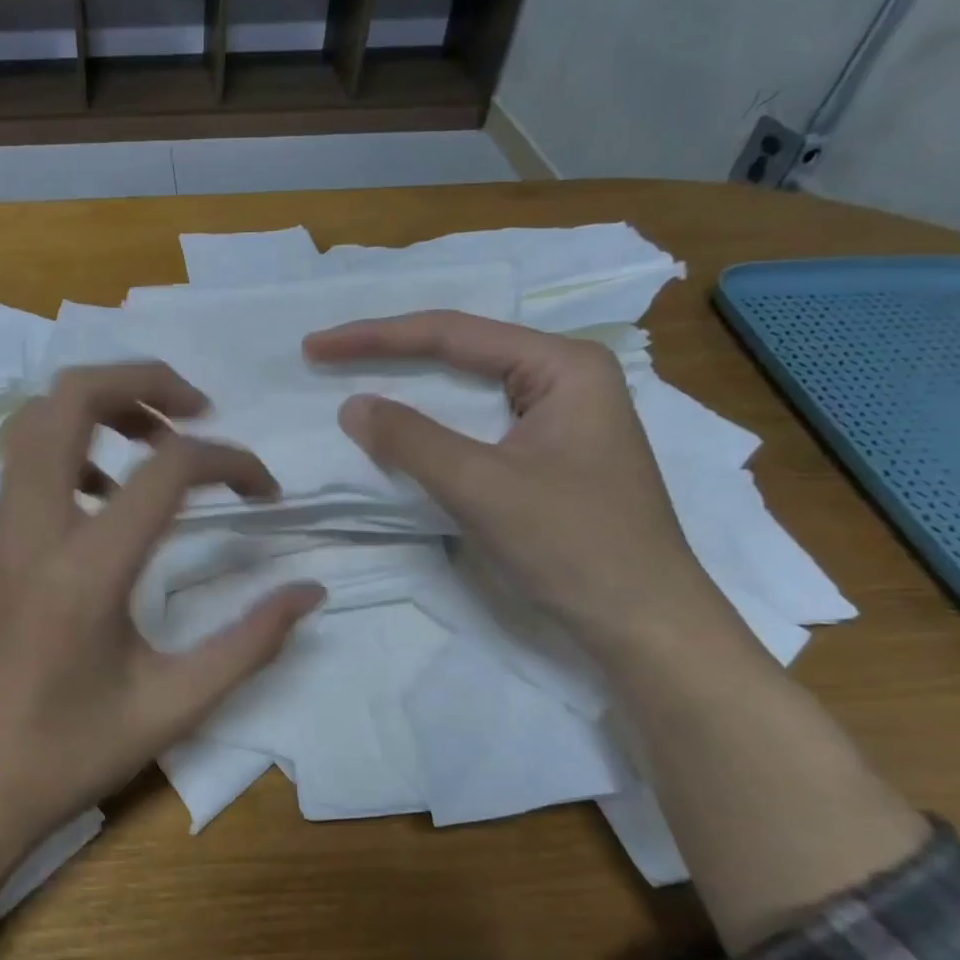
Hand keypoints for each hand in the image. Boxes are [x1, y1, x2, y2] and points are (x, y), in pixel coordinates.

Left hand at [0, 362, 324, 864]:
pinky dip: (72, 445)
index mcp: (83, 570)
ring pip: (36, 418)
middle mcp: (31, 528)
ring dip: (102, 406)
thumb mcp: (170, 707)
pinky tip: (106, 498)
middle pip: (72, 396)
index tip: (265, 493)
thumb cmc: (64, 756)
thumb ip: (248, 644)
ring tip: (157, 444)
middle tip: (199, 410)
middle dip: (144, 379)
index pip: (168, 469)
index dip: (231, 461)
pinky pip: (24, 460)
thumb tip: (308, 592)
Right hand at [304, 312, 718, 653]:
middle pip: (460, 351)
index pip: (453, 334)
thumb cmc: (575, 546)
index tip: (316, 347)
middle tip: (326, 356)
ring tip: (352, 377)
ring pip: (466, 388)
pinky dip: (429, 424)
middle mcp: (563, 378)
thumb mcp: (483, 487)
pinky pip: (474, 424)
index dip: (376, 338)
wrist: (644, 625)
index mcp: (562, 366)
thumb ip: (412, 440)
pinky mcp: (546, 454)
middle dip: (390, 352)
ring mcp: (558, 417)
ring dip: (408, 386)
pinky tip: (399, 428)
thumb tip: (351, 405)